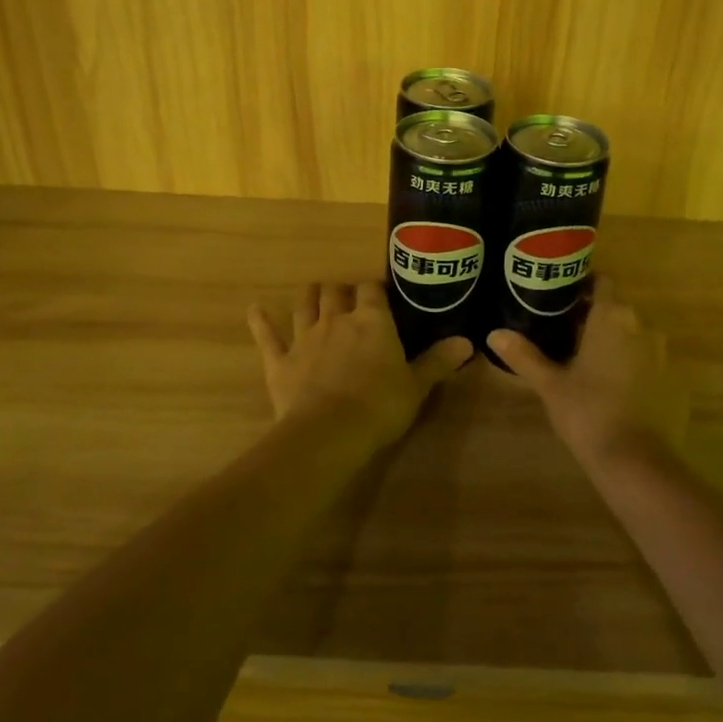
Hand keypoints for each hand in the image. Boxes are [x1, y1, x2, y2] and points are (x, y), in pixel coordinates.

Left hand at [248, 283, 473, 457]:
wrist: (329, 432)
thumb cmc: (380, 406)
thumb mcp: (416, 386)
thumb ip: (438, 362)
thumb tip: (467, 342)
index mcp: (372, 321)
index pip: (372, 290)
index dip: (375, 289)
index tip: (380, 294)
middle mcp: (337, 319)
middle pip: (335, 292)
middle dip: (340, 291)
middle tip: (347, 298)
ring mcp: (305, 337)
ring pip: (304, 305)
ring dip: (309, 297)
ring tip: (314, 293)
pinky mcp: (280, 360)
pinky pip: (267, 336)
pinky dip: (260, 322)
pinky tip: (254, 310)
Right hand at [488, 278, 683, 468]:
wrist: (636, 461)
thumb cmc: (588, 412)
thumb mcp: (550, 383)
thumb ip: (524, 355)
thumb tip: (494, 334)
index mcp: (611, 317)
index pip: (602, 282)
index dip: (584, 285)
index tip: (562, 297)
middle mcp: (642, 326)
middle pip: (617, 308)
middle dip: (594, 315)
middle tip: (564, 330)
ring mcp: (661, 354)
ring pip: (633, 334)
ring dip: (614, 340)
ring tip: (585, 358)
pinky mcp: (672, 380)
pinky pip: (647, 359)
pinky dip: (631, 364)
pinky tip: (611, 385)